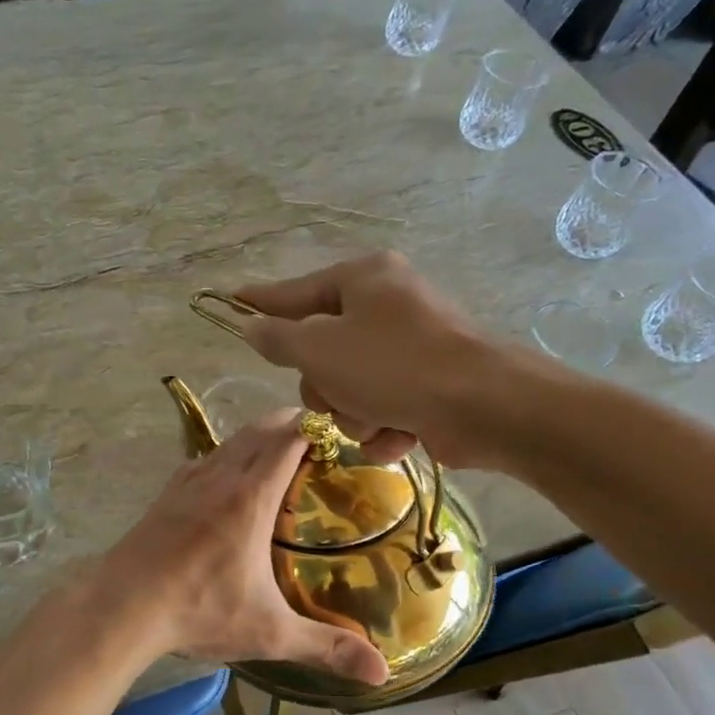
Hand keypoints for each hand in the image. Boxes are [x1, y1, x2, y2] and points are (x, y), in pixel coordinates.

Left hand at [105, 415, 389, 685]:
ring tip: (276, 450)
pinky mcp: (165, 495)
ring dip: (255, 436)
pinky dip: (224, 456)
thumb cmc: (199, 611)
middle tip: (316, 433)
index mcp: (250, 497)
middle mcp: (220, 478)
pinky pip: (202, 460)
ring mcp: (187, 482)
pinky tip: (225, 477)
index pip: (288, 441)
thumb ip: (326, 647)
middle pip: (258, 431)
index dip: (314, 426)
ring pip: (228, 442)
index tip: (338, 427)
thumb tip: (381, 672)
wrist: (121, 605)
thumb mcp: (269, 632)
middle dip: (288, 423)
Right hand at [236, 251, 543, 469]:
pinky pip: (381, 410)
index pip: (295, 291)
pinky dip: (384, 429)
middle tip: (336, 395)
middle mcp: (387, 307)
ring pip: (349, 389)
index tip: (231, 300)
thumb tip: (253, 326)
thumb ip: (279, 338)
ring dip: (353, 414)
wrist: (484, 407)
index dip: (261, 302)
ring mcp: (410, 348)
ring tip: (377, 418)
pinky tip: (399, 434)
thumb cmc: (393, 366)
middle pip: (322, 351)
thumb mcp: (320, 349)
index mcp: (363, 280)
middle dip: (324, 386)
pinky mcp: (428, 387)